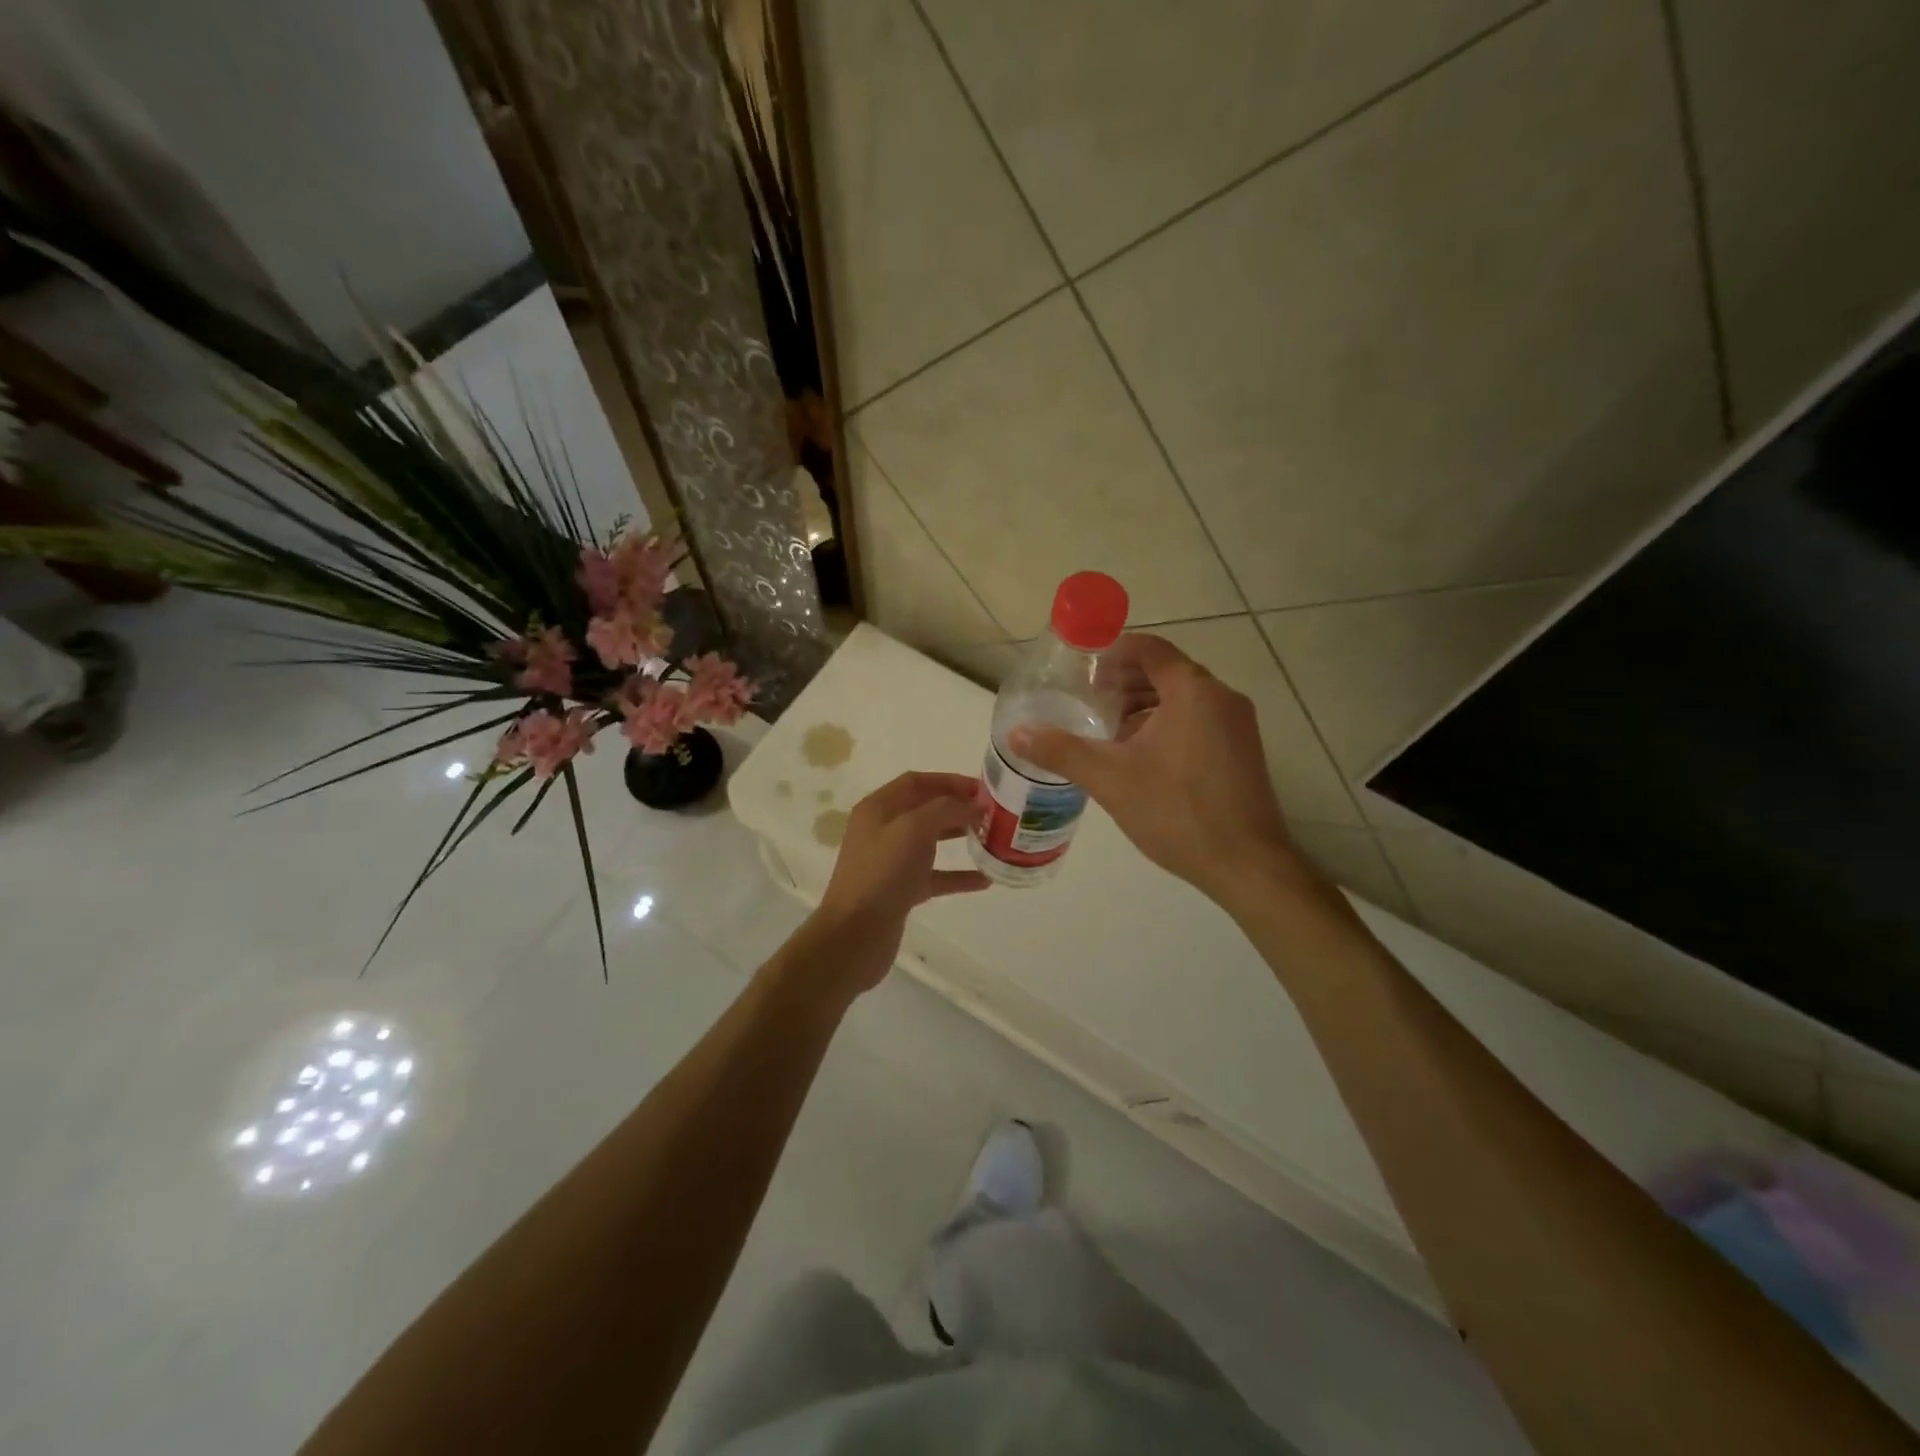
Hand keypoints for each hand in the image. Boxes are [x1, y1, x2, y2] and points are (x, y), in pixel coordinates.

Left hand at [804, 772, 989, 995]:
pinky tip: (985, 879)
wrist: (855, 935)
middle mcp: (882, 830)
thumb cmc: (882, 873)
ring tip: (993, 838)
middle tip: (994, 813)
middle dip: (958, 808)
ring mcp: (890, 862)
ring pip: (931, 842)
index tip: (984, 789)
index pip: (917, 781)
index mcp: (878, 808)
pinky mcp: (900, 891)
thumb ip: (947, 809)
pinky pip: (934, 876)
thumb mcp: (914, 829)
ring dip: (960, 837)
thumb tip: (975, 805)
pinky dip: (958, 875)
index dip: (950, 781)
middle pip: (925, 809)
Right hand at [1010, 634, 1310, 907]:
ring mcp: (1238, 726)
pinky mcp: (1243, 753)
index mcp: (1193, 692)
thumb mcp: (1109, 779)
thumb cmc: (1177, 812)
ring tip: (1109, 729)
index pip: (1150, 649)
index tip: (1082, 669)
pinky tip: (1140, 755)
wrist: (1246, 865)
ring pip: (1184, 699)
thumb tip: (1017, 734)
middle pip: (1167, 671)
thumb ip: (1061, 751)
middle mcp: (1222, 699)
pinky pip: (1199, 721)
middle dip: (1125, 681)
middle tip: (1089, 700)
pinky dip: (1167, 724)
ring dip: (1145, 704)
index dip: (1113, 652)